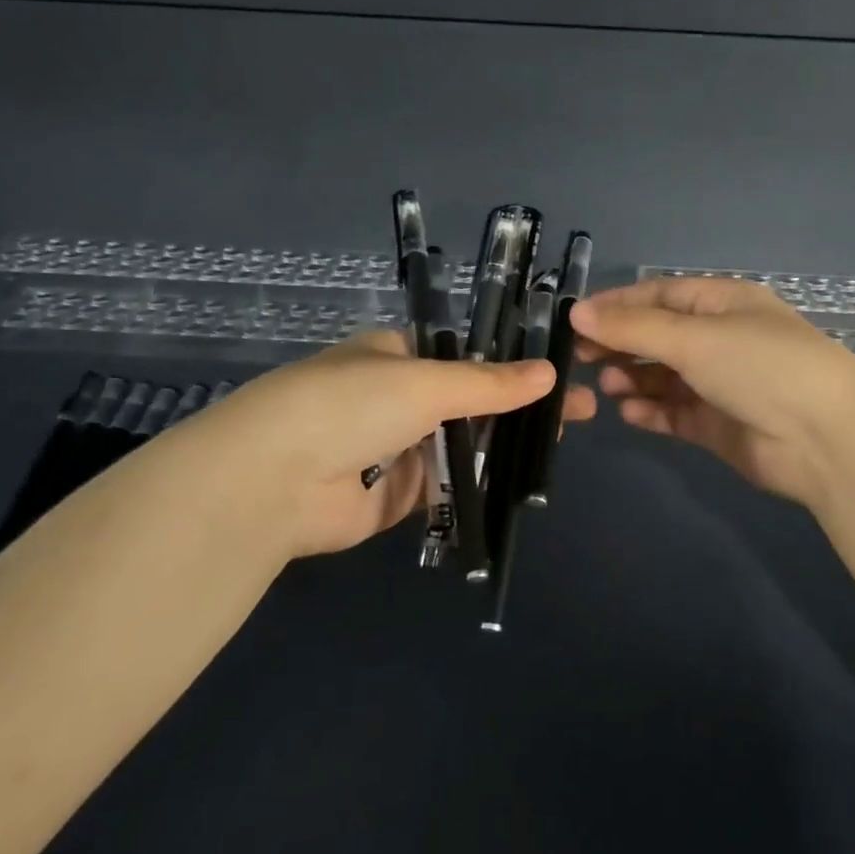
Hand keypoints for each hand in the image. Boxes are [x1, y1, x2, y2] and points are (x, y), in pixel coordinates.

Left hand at [168, 330, 597, 560]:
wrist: (274, 482)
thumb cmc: (349, 406)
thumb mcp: (424, 383)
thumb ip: (488, 384)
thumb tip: (548, 374)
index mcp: (398, 356)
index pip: (467, 358)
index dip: (514, 365)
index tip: (560, 376)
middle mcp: (398, 399)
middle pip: (472, 403)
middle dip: (520, 409)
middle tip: (581, 415)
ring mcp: (398, 449)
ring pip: (464, 446)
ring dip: (506, 448)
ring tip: (561, 448)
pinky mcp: (398, 496)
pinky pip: (450, 487)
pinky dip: (481, 486)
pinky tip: (526, 483)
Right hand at [571, 277, 854, 508]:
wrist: (825, 439)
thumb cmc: (760, 367)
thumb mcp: (694, 337)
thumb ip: (633, 327)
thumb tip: (578, 312)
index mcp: (722, 303)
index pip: (659, 295)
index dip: (616, 305)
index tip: (575, 320)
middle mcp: (721, 338)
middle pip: (658, 335)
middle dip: (620, 343)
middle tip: (580, 357)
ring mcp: (720, 383)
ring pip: (664, 376)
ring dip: (634, 378)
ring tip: (608, 385)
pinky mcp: (718, 424)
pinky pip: (674, 412)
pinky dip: (651, 410)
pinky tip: (628, 412)